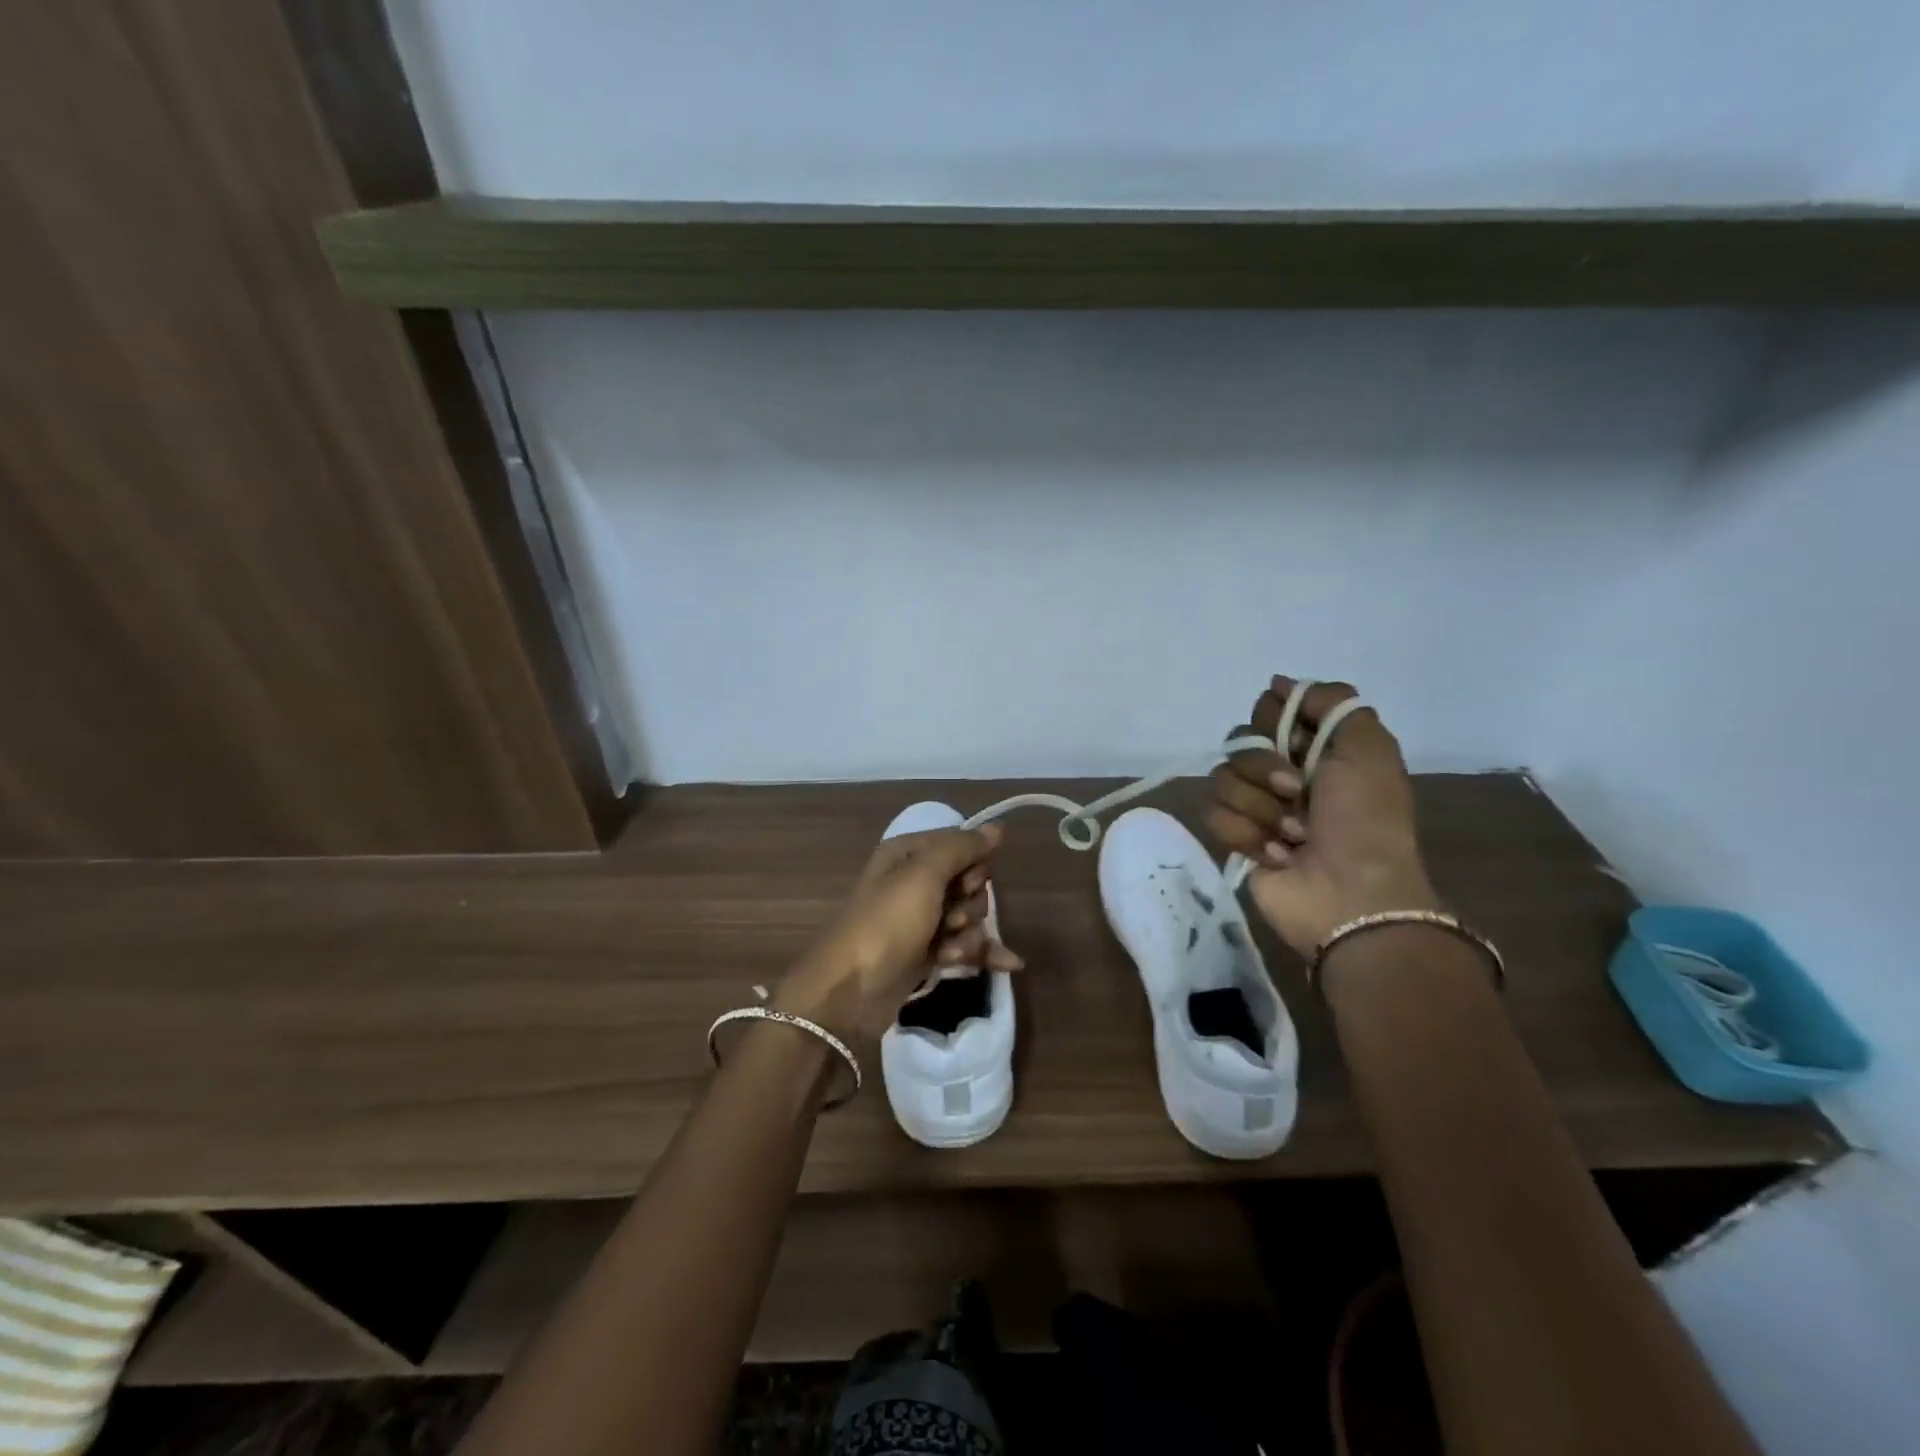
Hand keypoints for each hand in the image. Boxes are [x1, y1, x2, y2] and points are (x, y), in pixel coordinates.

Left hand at [774, 824, 1021, 1039]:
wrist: (850, 992)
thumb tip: (998, 827)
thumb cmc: (886, 924)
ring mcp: (920, 919)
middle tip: (953, 918)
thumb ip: (961, 848)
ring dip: (970, 933)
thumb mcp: (923, 876)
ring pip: (968, 915)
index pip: (959, 843)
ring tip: (951, 951)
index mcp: (908, 854)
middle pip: (968, 880)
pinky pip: (964, 943)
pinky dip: (980, 952)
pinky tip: (1008, 963)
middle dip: (971, 901)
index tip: (968, 880)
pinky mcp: (926, 952)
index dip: (972, 862)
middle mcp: (914, 881)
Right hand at [1207, 676, 1440, 956]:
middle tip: (1295, 790)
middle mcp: (1283, 773)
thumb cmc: (1365, 820)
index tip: (1295, 739)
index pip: (1268, 711)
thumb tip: (1278, 682)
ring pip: (1222, 779)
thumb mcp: (1368, 747)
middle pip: (1239, 742)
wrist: (1350, 893)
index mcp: (1317, 749)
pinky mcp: (1236, 839)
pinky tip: (1276, 854)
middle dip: (1264, 766)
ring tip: (1293, 835)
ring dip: (1259, 807)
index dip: (1274, 721)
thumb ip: (1331, 702)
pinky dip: (1246, 834)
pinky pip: (1214, 815)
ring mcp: (1257, 807)